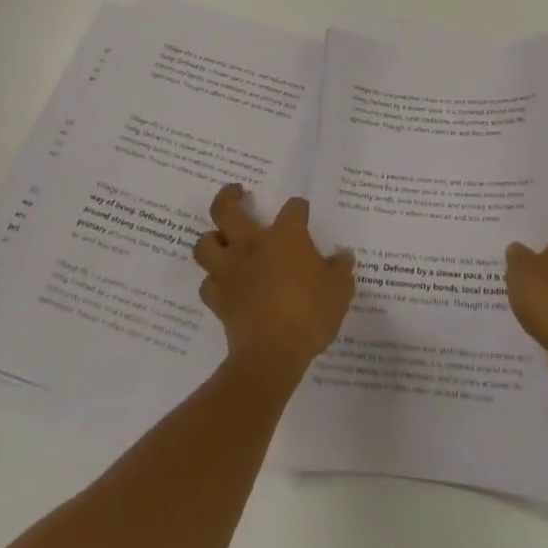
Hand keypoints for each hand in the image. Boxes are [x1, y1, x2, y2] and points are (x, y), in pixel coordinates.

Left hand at [193, 185, 354, 382]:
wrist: (272, 355)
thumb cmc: (310, 313)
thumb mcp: (340, 289)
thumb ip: (341, 269)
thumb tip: (343, 256)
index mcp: (286, 235)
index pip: (293, 207)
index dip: (300, 209)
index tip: (304, 214)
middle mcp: (252, 245)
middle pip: (226, 209)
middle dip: (228, 197)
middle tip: (237, 193)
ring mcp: (230, 271)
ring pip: (205, 244)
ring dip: (212, 239)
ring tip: (222, 239)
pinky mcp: (218, 299)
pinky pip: (207, 283)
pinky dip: (214, 281)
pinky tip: (224, 283)